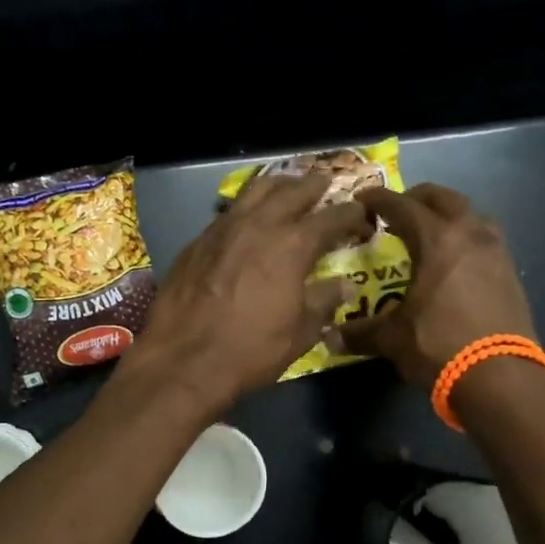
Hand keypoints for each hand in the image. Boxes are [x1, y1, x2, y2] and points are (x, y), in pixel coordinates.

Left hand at [127, 172, 373, 413]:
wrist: (182, 359)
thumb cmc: (250, 350)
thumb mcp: (300, 333)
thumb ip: (324, 302)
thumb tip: (344, 285)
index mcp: (292, 245)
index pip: (331, 218)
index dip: (350, 215)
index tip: (362, 216)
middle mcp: (259, 224)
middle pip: (292, 191)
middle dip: (313, 186)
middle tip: (325, 184)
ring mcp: (223, 228)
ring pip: (255, 191)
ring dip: (277, 186)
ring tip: (287, 187)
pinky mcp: (198, 240)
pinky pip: (229, 211)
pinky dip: (247, 207)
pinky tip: (248, 219)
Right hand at [337, 183, 535, 385]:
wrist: (502, 378)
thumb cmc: (440, 346)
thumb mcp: (393, 339)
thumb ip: (361, 332)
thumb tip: (330, 339)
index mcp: (437, 240)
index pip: (402, 206)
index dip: (378, 200)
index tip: (362, 200)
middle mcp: (469, 234)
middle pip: (442, 198)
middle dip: (416, 198)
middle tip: (396, 212)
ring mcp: (496, 251)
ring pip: (471, 214)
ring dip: (448, 215)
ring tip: (430, 233)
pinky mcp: (511, 272)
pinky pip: (485, 239)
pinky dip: (466, 238)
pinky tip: (455, 262)